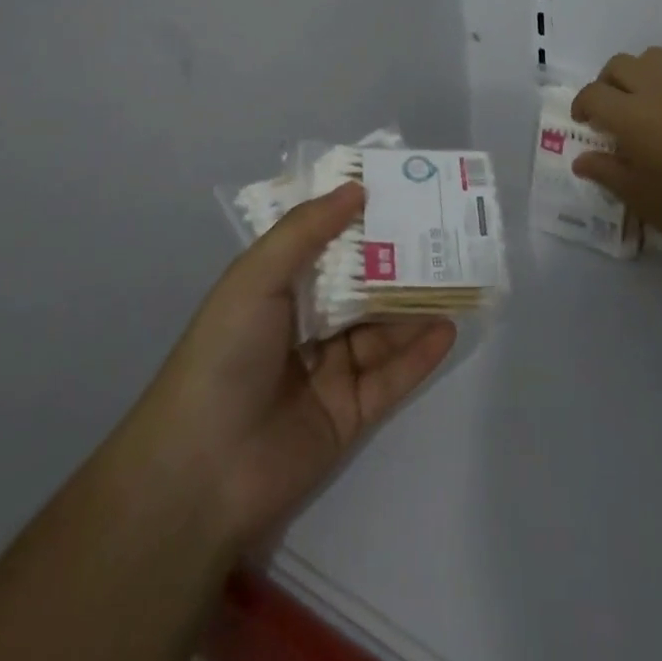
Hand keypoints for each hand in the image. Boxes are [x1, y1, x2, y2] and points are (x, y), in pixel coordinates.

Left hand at [137, 184, 455, 551]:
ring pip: (382, 330)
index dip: (358, 219)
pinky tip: (448, 328)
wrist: (203, 473)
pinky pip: (392, 377)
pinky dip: (420, 353)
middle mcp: (305, 326)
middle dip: (398, 260)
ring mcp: (330, 371)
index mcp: (275, 290)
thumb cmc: (225, 355)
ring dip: (415, 305)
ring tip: (458, 275)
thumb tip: (356, 187)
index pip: (325, 245)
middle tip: (443, 232)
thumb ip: (305, 230)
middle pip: (361, 286)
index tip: (399, 191)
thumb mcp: (255, 277)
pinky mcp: (351, 414)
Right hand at [571, 46, 661, 261]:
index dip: (583, 106)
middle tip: (615, 110)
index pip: (593, 94)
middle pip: (619, 65)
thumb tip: (581, 159)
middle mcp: (658, 86)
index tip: (588, 122)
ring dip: (644, 73)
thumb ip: (606, 171)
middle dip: (609, 84)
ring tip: (652, 98)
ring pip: (655, 56)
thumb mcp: (638, 197)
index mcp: (631, 116)